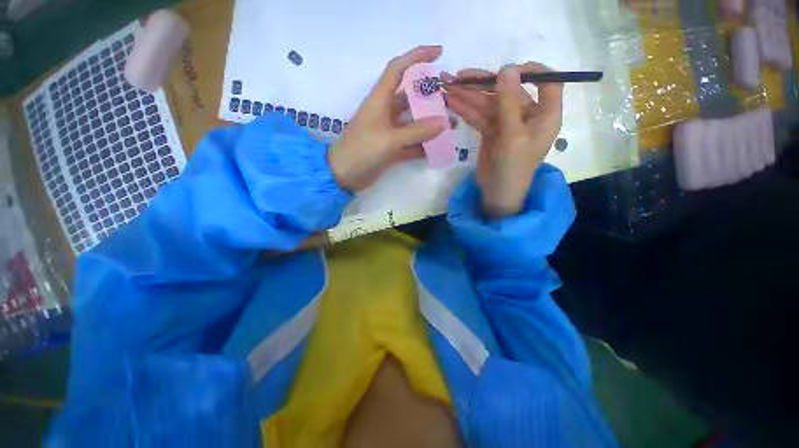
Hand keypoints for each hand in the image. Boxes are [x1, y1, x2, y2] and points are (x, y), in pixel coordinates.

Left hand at [328, 46, 447, 191]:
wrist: (344, 175)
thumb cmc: (362, 151)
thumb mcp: (389, 139)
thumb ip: (416, 132)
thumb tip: (442, 123)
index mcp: (379, 100)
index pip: (398, 69)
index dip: (417, 57)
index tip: (439, 53)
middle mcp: (385, 112)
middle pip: (410, 97)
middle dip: (430, 95)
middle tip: (451, 99)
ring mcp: (388, 132)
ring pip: (413, 122)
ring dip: (430, 123)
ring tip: (451, 124)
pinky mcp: (391, 148)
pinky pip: (411, 143)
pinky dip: (423, 145)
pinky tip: (438, 147)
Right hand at [444, 63, 563, 217]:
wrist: (497, 194)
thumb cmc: (513, 167)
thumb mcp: (513, 135)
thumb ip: (508, 102)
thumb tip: (506, 68)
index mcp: (545, 114)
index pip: (548, 82)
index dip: (530, 71)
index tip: (507, 70)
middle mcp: (527, 115)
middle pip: (507, 91)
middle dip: (482, 83)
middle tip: (458, 76)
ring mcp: (506, 124)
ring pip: (488, 103)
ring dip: (468, 95)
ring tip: (447, 86)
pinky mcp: (490, 132)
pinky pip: (479, 116)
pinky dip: (466, 110)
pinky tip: (451, 101)